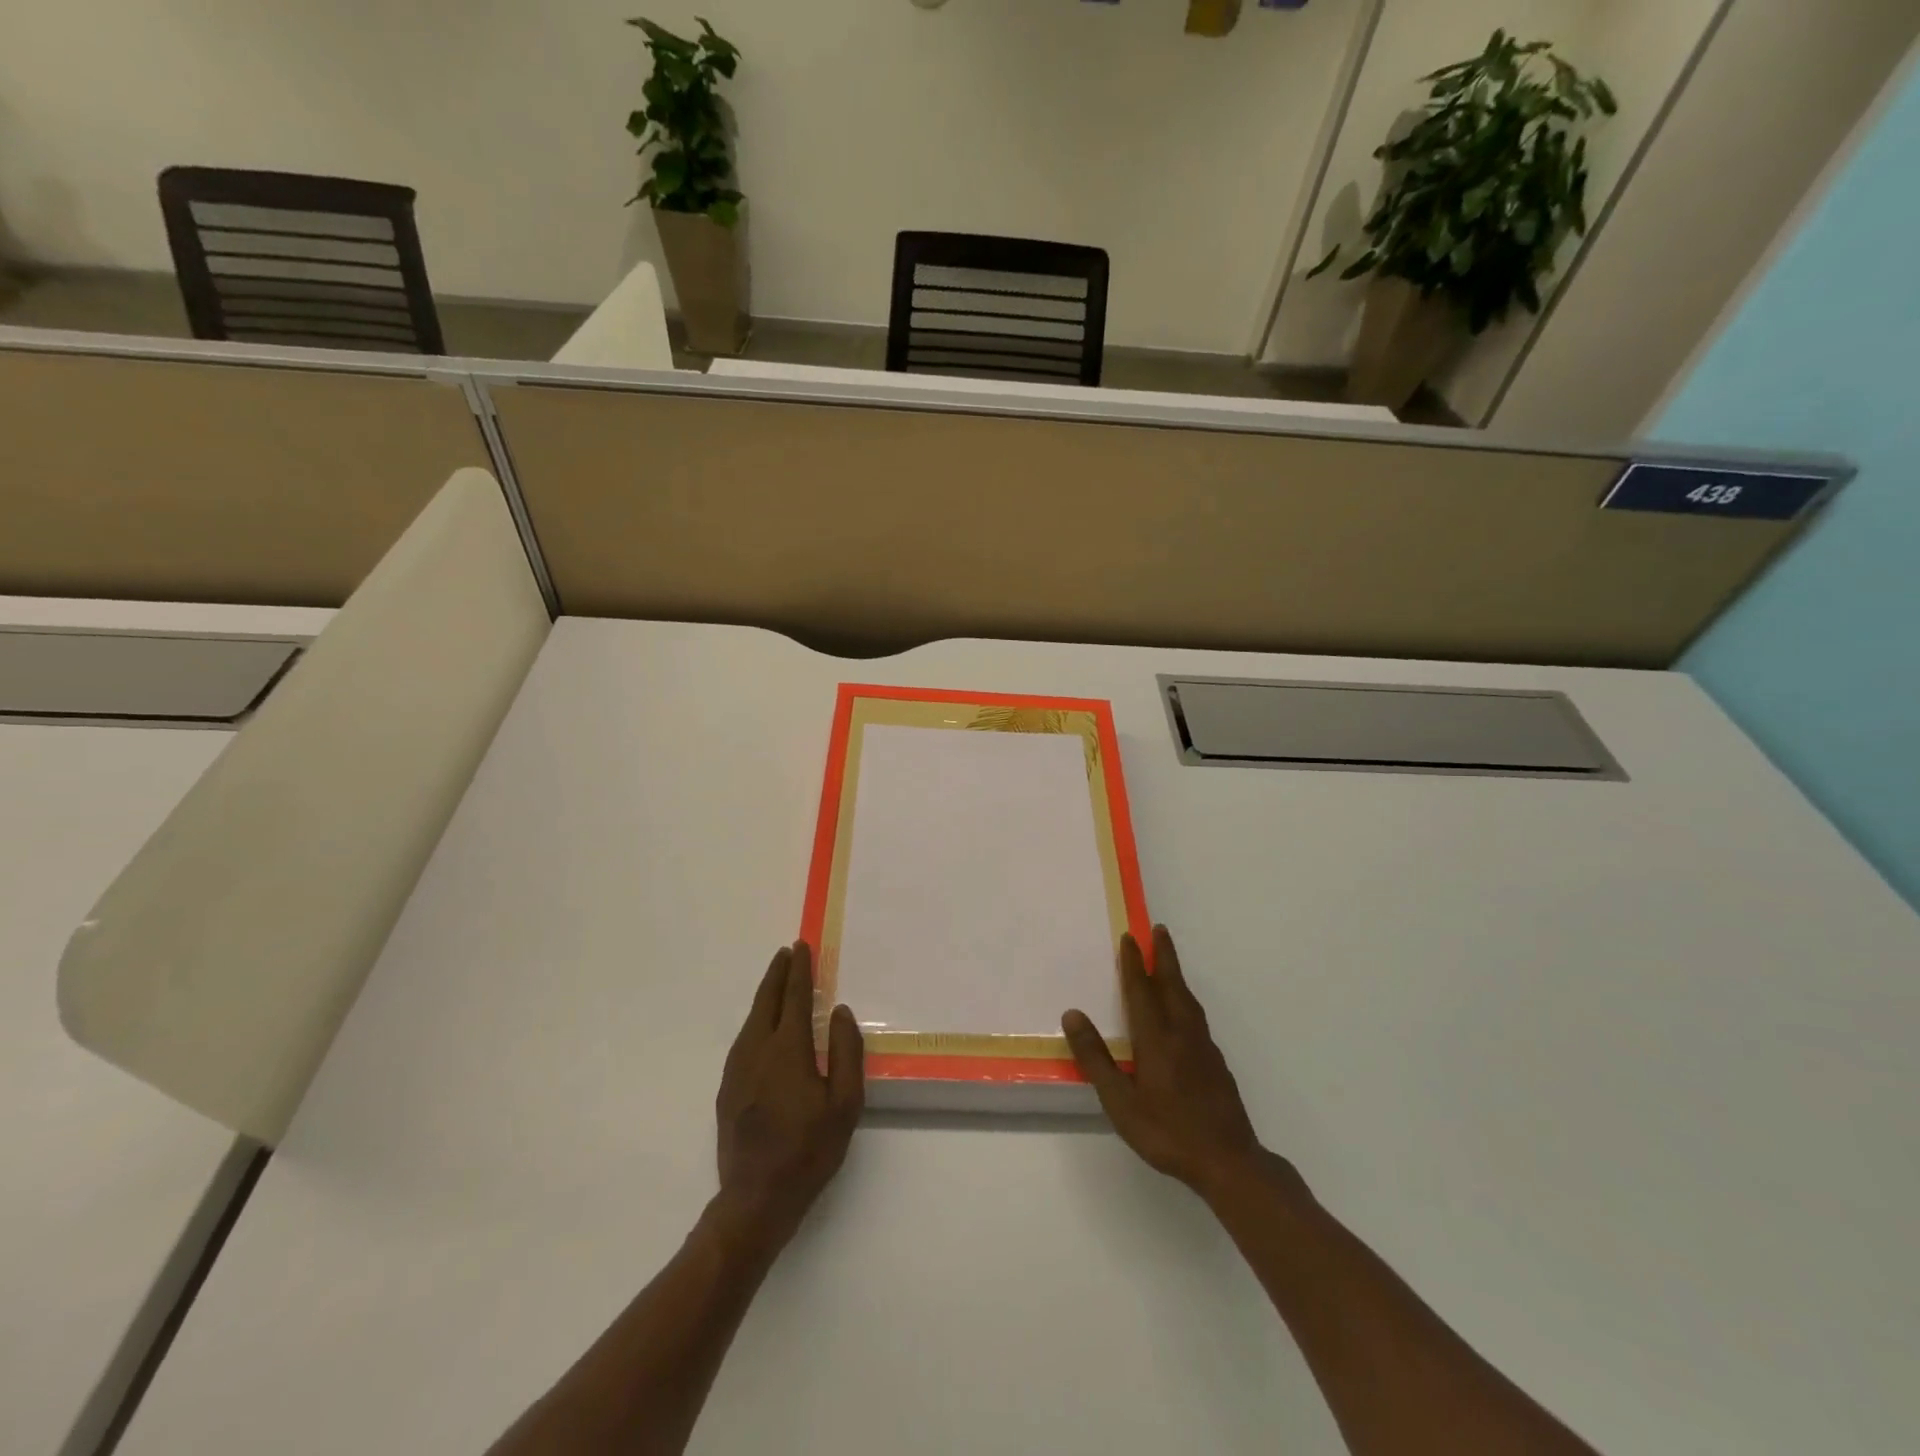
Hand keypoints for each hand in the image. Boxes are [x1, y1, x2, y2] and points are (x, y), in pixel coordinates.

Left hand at [714, 942, 862, 1252]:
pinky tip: (762, 1026)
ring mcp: (737, 1069)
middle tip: (787, 952)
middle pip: (767, 1001)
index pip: (794, 998)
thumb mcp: (844, 1103)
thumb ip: (846, 1052)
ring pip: (752, 1019)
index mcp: (788, 1050)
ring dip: (766, 994)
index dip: (799, 971)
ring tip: (777, 980)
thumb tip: (840, 1013)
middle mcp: (758, 1050)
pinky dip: (756, 1020)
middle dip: (778, 974)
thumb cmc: (809, 1150)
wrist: (755, 1198)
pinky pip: (744, 1039)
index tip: (802, 947)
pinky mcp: (727, 1088)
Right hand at [1064, 926, 1293, 1203]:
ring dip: (1177, 976)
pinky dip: (1187, 1001)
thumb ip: (1096, 1058)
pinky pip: (1197, 1018)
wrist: (1229, 1161)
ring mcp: (1203, 1048)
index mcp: (1156, 1038)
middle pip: (1172, 985)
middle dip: (1164, 956)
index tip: (1129, 936)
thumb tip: (1073, 1014)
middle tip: (1159, 929)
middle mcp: (1182, 1034)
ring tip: (1169, 964)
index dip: (1133, 963)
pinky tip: (1184, 1014)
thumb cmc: (1167, 1132)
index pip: (1141, 990)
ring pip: (1188, 1001)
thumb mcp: (1120, 1101)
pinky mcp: (1217, 1064)